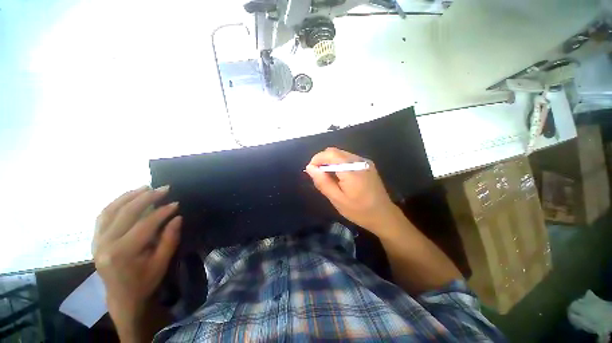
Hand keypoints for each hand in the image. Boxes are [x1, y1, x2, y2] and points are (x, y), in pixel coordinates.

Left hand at [93, 186, 181, 335]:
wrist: (121, 297)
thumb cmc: (144, 282)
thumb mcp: (161, 263)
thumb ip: (169, 239)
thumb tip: (177, 217)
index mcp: (122, 254)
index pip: (144, 225)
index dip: (162, 212)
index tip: (176, 203)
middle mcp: (105, 245)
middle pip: (126, 214)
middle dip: (146, 198)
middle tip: (163, 188)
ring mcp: (96, 242)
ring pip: (110, 211)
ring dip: (128, 196)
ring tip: (145, 187)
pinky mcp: (95, 240)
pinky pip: (103, 216)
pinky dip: (115, 203)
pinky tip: (127, 197)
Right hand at [305, 147, 399, 234]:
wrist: (384, 215)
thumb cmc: (359, 211)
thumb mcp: (337, 199)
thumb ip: (323, 182)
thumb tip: (309, 168)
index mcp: (352, 170)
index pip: (330, 154)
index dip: (317, 158)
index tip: (311, 170)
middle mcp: (359, 161)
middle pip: (335, 151)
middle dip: (323, 160)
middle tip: (318, 175)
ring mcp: (365, 161)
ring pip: (341, 154)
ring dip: (330, 162)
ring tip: (328, 177)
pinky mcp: (367, 164)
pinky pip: (348, 158)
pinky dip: (339, 163)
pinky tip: (339, 176)